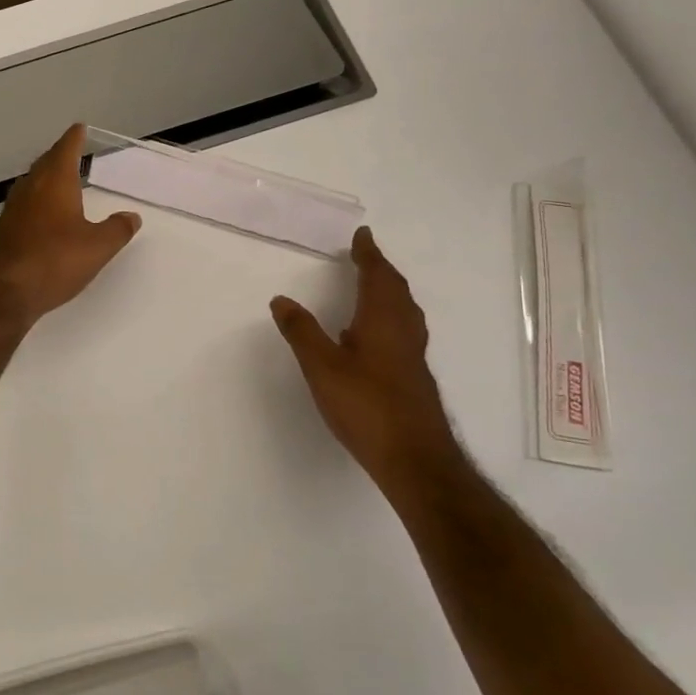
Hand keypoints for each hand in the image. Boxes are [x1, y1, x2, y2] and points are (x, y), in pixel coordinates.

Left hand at [0, 125, 141, 326]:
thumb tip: (131, 216)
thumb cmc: (53, 261)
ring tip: (61, 182)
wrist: (1, 293)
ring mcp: (12, 210)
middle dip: (59, 157)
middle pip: (45, 164)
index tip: (79, 128)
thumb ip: (117, 230)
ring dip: (46, 180)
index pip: (65, 149)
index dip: (74, 138)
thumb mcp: (97, 248)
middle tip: (72, 153)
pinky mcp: (3, 232)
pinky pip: (25, 207)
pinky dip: (37, 203)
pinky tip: (43, 218)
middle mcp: (30, 189)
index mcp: (54, 182)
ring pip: (32, 185)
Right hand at [271, 227, 461, 495]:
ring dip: (388, 292)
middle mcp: (403, 331)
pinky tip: (372, 336)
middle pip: (396, 290)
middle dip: (381, 269)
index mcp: (382, 321)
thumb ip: (302, 332)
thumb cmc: (366, 406)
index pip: (377, 276)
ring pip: (404, 311)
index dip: (369, 254)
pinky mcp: (414, 377)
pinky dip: (389, 316)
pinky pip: (403, 330)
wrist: (414, 458)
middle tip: (365, 255)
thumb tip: (281, 299)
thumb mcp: (322, 367)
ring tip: (372, 286)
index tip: (363, 235)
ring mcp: (412, 356)